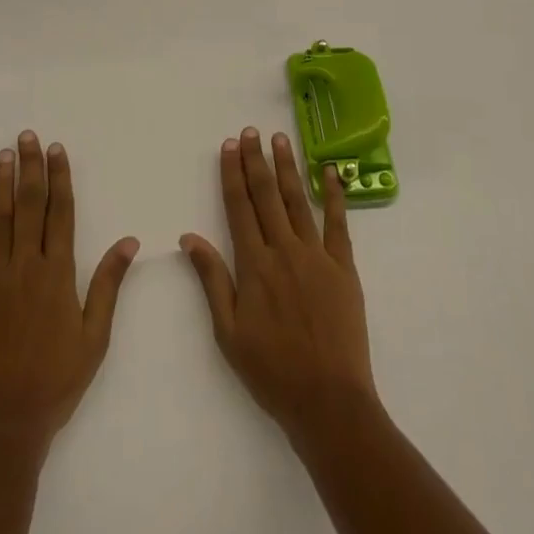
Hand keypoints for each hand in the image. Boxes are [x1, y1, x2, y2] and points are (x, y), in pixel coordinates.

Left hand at [0, 131, 138, 457]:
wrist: (3, 425)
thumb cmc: (56, 381)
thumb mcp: (95, 337)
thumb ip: (108, 284)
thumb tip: (130, 240)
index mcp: (58, 273)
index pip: (61, 212)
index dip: (59, 177)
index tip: (56, 149)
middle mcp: (25, 266)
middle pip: (29, 205)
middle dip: (30, 167)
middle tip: (27, 136)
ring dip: (1, 185)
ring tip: (3, 155)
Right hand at [179, 127, 377, 445]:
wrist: (328, 401)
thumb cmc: (272, 372)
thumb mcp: (229, 332)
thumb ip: (212, 279)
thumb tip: (189, 237)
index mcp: (254, 264)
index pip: (239, 206)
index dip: (232, 173)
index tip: (229, 146)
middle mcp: (284, 249)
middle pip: (266, 195)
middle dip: (256, 160)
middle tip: (250, 131)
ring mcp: (316, 255)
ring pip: (298, 200)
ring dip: (287, 167)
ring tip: (279, 139)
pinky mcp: (344, 267)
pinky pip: (338, 223)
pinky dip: (334, 195)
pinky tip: (331, 172)